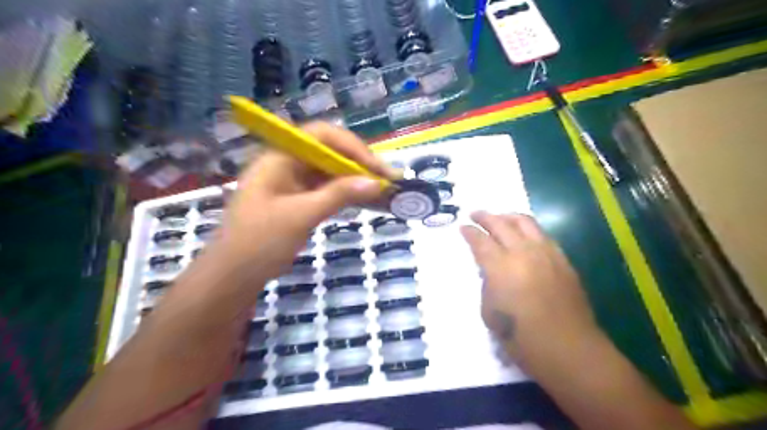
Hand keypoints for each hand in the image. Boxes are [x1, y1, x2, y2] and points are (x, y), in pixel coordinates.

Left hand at [209, 123, 401, 279]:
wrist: (233, 276)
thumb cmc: (260, 242)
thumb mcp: (301, 215)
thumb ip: (338, 195)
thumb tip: (376, 183)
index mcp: (280, 157)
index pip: (321, 135)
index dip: (351, 146)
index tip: (376, 167)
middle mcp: (287, 163)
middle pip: (328, 152)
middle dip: (358, 163)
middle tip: (386, 179)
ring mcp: (292, 182)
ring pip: (330, 171)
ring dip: (355, 178)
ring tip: (381, 189)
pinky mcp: (298, 200)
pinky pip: (326, 189)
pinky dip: (345, 193)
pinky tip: (363, 200)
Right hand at [461, 211, 598, 365]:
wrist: (569, 349)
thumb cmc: (522, 338)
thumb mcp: (490, 313)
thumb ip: (488, 285)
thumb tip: (491, 271)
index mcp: (501, 268)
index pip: (480, 241)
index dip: (469, 232)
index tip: (463, 227)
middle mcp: (523, 253)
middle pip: (501, 224)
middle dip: (485, 216)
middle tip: (475, 214)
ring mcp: (546, 254)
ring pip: (525, 222)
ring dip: (508, 217)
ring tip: (499, 217)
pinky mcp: (562, 260)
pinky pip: (543, 235)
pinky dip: (528, 229)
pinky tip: (524, 235)